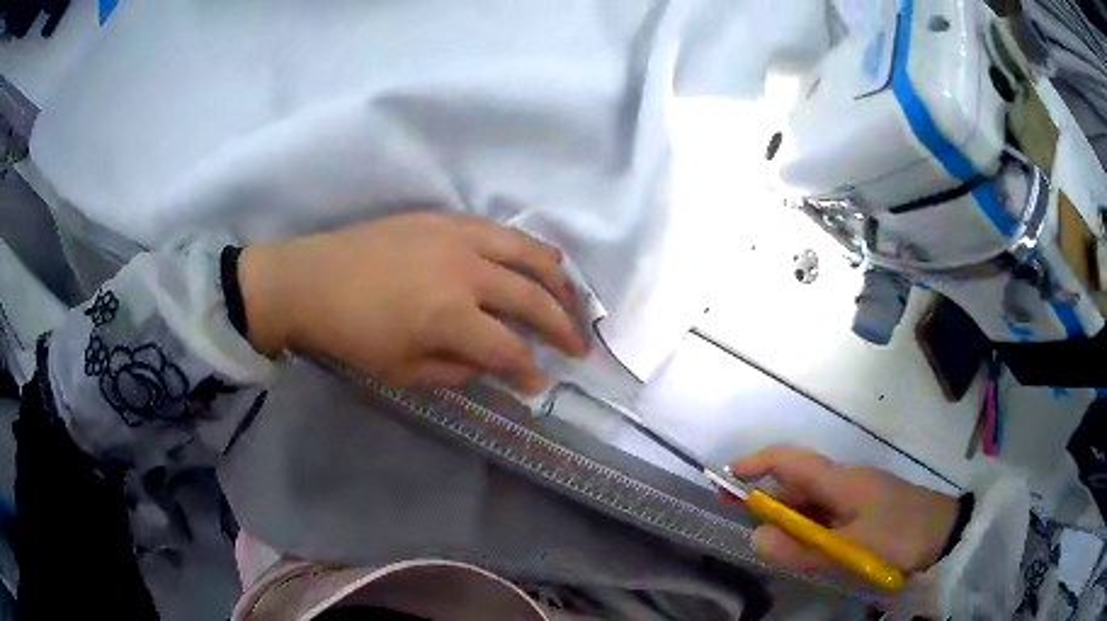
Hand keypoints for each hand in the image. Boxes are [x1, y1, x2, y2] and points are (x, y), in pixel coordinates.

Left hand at [238, 213, 589, 392]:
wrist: (310, 280)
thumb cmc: (350, 334)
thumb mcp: (402, 371)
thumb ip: (457, 371)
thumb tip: (495, 367)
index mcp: (450, 316)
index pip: (509, 349)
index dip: (530, 371)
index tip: (539, 384)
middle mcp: (465, 271)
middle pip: (532, 298)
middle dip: (563, 327)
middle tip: (580, 346)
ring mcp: (457, 237)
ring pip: (526, 253)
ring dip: (557, 279)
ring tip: (574, 299)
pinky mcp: (444, 219)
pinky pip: (499, 230)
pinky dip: (527, 247)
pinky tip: (539, 258)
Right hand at [728, 446, 958, 575]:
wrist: (945, 534)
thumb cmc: (899, 536)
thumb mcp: (850, 550)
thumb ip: (802, 548)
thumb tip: (754, 537)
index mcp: (841, 481)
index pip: (791, 460)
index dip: (758, 463)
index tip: (727, 476)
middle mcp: (846, 482)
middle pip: (798, 482)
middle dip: (765, 497)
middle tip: (736, 517)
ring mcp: (858, 496)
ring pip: (813, 502)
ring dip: (788, 517)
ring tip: (769, 544)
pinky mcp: (867, 511)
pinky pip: (828, 515)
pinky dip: (808, 528)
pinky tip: (806, 549)